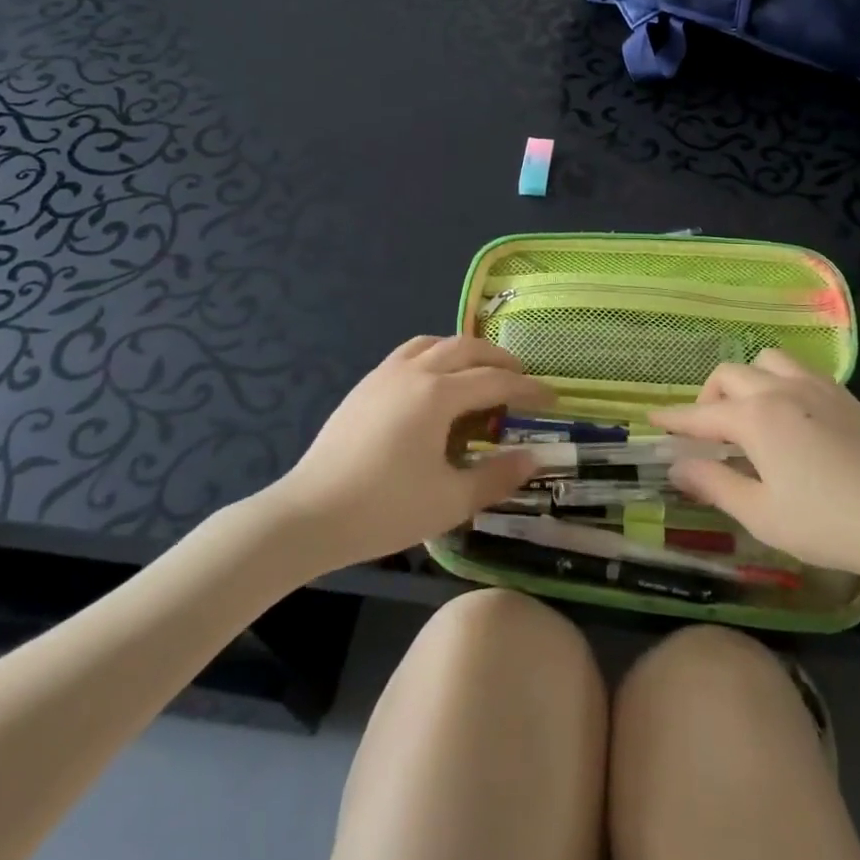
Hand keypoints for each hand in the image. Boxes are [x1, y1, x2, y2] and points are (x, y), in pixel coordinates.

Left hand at [277, 336, 550, 567]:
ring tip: (479, 373)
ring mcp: (385, 374)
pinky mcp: (365, 386)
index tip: (552, 398)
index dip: (528, 388)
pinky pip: (410, 354)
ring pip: (434, 344)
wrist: (308, 515)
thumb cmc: (384, 509)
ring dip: (464, 352)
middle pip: (466, 348)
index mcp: (438, 394)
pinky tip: (434, 385)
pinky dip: (435, 356)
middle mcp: (414, 372)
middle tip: (521, 378)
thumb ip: (496, 476)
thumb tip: (534, 458)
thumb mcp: (450, 500)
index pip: (496, 381)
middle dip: (499, 360)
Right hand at [652, 350, 859, 588]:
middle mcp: (781, 388)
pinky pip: (798, 370)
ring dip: (747, 380)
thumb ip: (714, 484)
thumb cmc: (826, 523)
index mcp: (756, 417)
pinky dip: (778, 381)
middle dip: (709, 398)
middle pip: (730, 375)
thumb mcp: (761, 514)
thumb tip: (677, 466)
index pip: (702, 414)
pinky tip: (788, 414)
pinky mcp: (843, 395)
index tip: (653, 419)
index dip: (674, 419)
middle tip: (707, 432)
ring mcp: (816, 387)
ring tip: (748, 415)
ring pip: (766, 360)